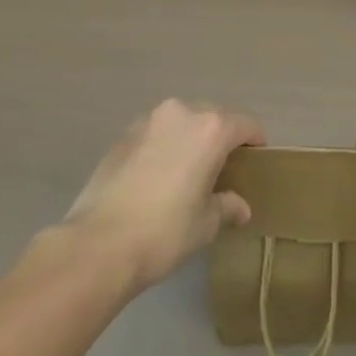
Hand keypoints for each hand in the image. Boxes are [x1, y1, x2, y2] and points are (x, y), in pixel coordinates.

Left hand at [61, 99, 263, 291]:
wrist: (98, 244)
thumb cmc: (164, 232)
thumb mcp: (204, 225)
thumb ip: (227, 206)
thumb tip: (240, 207)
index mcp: (210, 129)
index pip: (245, 124)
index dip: (255, 141)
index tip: (257, 159)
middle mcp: (182, 112)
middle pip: (213, 117)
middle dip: (221, 138)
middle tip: (222, 169)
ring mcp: (149, 120)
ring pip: (182, 121)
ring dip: (190, 139)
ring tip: (188, 171)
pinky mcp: (124, 134)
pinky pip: (156, 133)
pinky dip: (164, 146)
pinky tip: (157, 177)